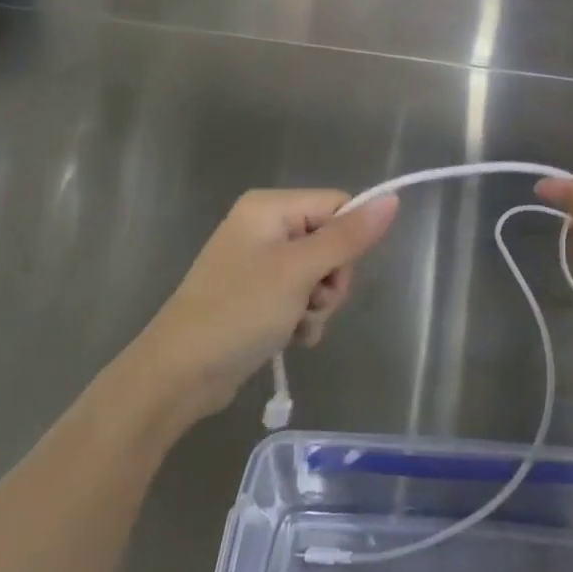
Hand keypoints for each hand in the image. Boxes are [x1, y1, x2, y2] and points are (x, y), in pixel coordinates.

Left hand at [133, 189, 398, 419]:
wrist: (180, 372)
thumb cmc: (239, 311)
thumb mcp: (299, 271)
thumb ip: (348, 236)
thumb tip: (392, 198)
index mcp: (270, 207)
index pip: (337, 206)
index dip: (347, 242)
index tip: (332, 275)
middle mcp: (264, 226)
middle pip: (330, 241)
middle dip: (331, 280)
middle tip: (312, 304)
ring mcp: (259, 262)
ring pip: (319, 273)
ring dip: (318, 305)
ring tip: (298, 326)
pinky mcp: (256, 294)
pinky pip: (299, 295)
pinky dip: (303, 318)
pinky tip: (293, 338)